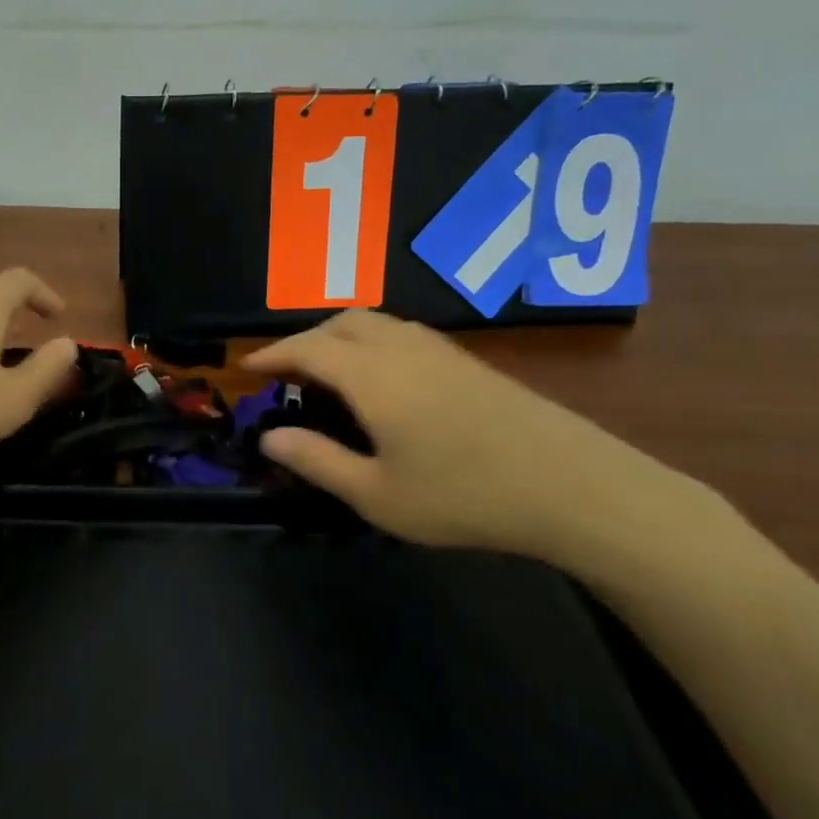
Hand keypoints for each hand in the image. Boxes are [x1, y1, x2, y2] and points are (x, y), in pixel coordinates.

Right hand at [244, 309, 644, 558]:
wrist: (571, 485)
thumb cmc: (464, 495)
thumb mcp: (377, 494)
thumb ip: (318, 461)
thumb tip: (269, 437)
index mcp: (372, 376)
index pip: (308, 348)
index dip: (272, 354)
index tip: (246, 367)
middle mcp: (401, 348)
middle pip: (341, 323)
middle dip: (305, 339)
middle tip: (286, 372)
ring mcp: (440, 351)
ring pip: (376, 323)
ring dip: (340, 336)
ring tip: (327, 371)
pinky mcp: (467, 361)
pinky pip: (402, 333)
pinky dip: (372, 342)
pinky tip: (381, 378)